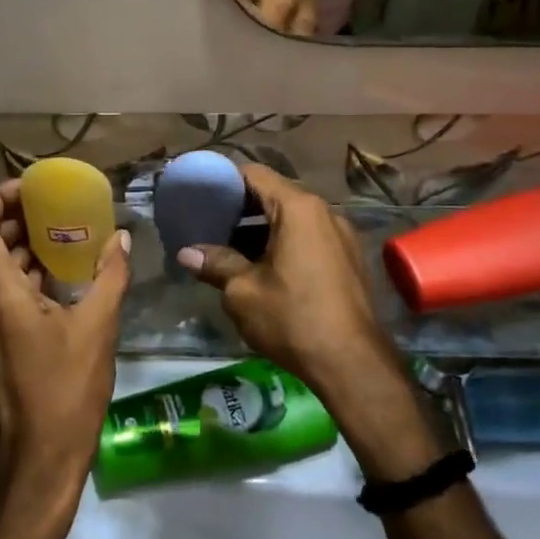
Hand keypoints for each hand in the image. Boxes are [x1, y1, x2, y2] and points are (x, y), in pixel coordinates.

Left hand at [0, 180, 131, 538]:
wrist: (35, 468)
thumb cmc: (64, 394)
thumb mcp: (97, 329)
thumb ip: (109, 277)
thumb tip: (120, 240)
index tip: (32, 189)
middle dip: (15, 220)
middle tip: (54, 209)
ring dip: (19, 249)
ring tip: (62, 238)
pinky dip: (21, 277)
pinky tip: (58, 281)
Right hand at [178, 164, 438, 478]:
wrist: (353, 364)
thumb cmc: (293, 319)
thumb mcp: (243, 292)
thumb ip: (215, 263)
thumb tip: (186, 253)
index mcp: (298, 208)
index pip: (254, 174)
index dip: (224, 180)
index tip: (200, 194)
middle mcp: (323, 212)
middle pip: (274, 194)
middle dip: (240, 207)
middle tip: (208, 222)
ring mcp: (340, 235)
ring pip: (291, 218)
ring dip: (260, 228)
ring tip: (229, 247)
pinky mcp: (347, 259)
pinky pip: (307, 237)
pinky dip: (282, 242)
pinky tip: (261, 267)